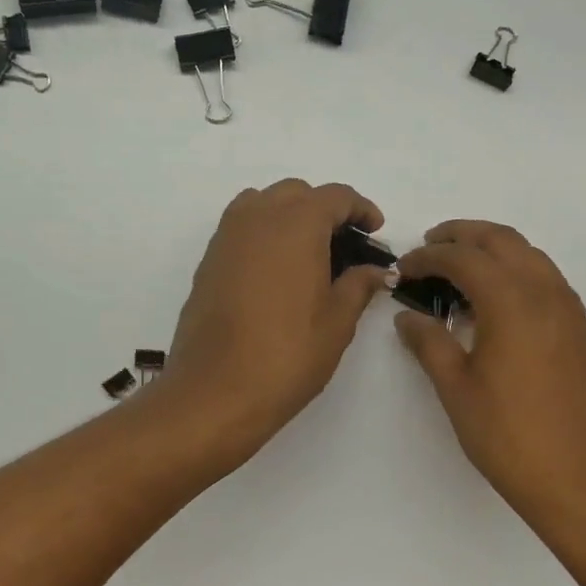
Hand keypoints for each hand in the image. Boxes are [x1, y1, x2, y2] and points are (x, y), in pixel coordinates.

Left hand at [157, 180, 392, 456]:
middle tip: (345, 244)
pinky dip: (264, 232)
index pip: (335, 196)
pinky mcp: (209, 260)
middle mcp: (258, 218)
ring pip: (263, 203)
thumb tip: (376, 270)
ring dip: (289, 215)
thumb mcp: (336, 322)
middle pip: (296, 193)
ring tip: (309, 252)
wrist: (215, 391)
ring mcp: (227, 237)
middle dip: (325, 209)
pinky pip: (241, 227)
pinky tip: (277, 271)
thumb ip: (358, 285)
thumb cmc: (287, 356)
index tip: (375, 230)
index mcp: (296, 224)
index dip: (360, 208)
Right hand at [394, 221, 585, 521]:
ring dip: (491, 249)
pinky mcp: (579, 328)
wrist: (583, 479)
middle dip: (461, 235)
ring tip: (459, 267)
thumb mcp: (457, 389)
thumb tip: (407, 316)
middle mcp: (545, 292)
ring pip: (528, 254)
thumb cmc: (511, 436)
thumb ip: (429, 343)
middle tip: (429, 246)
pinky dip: (515, 270)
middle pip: (501, 240)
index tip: (403, 268)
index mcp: (511, 301)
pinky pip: (544, 277)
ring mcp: (569, 308)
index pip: (463, 258)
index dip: (428, 257)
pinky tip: (495, 300)